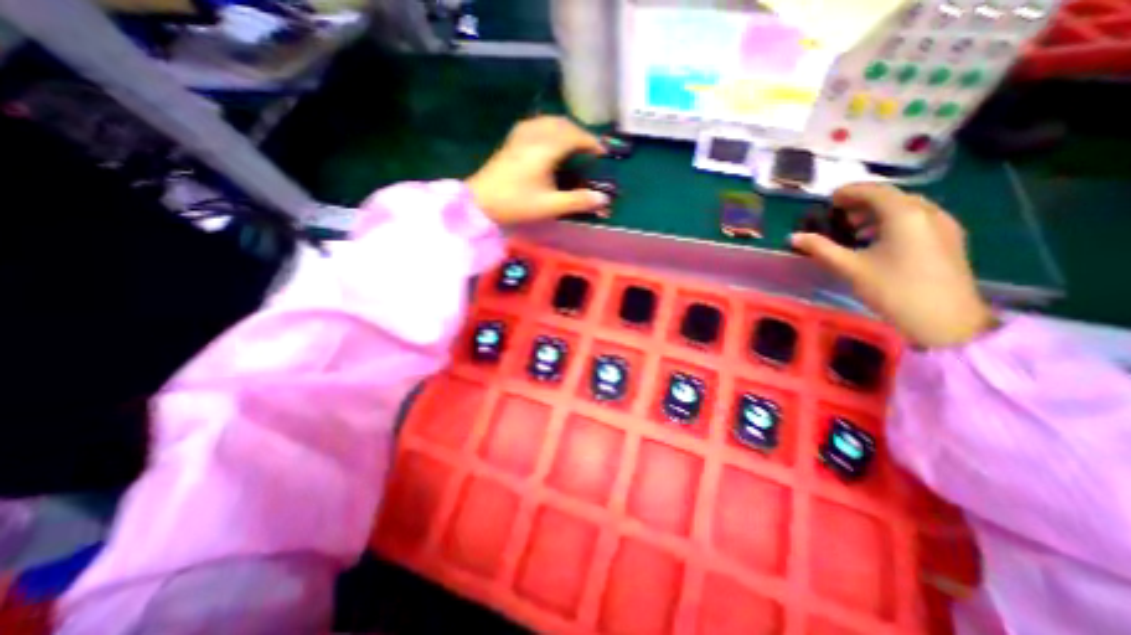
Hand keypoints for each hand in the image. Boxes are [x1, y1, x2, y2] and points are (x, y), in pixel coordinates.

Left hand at [467, 116, 615, 224]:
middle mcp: (534, 135)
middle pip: (562, 124)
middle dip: (580, 134)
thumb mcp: (550, 206)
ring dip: (566, 129)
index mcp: (545, 148)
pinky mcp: (512, 140)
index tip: (603, 153)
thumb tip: (603, 198)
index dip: (591, 142)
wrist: (480, 201)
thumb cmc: (516, 204)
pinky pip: (537, 124)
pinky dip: (550, 128)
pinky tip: (549, 140)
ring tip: (574, 144)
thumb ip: (577, 201)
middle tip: (590, 150)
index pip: (574, 135)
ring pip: (549, 121)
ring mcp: (520, 135)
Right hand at [790, 183, 990, 345]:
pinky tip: (879, 241)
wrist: (944, 319)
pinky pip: (917, 219)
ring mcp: (943, 225)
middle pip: (892, 197)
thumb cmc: (892, 289)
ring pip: (907, 208)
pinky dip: (894, 222)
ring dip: (878, 212)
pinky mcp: (949, 240)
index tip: (829, 199)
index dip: (850, 192)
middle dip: (863, 201)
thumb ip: (820, 248)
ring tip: (855, 229)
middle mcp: (928, 212)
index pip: (874, 191)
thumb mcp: (850, 268)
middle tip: (839, 214)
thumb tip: (793, 237)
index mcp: (905, 214)